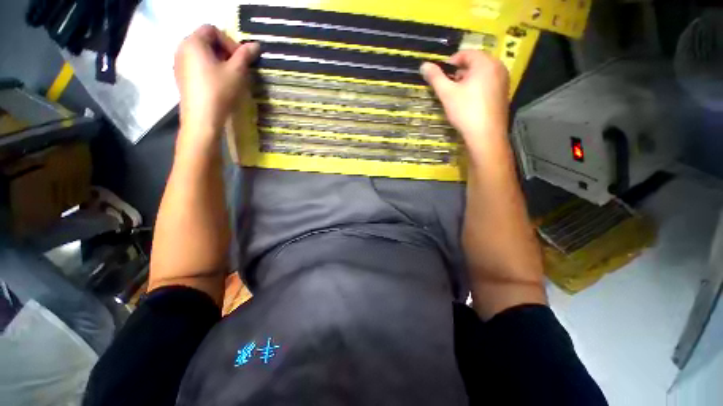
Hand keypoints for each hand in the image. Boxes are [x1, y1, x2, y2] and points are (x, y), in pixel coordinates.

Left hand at [174, 25, 259, 142]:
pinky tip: (218, 84)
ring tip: (229, 77)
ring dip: (218, 61)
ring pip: (201, 54)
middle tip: (236, 68)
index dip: (229, 41)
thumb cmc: (219, 91)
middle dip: (224, 51)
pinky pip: (196, 65)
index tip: (240, 59)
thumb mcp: (236, 72)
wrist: (202, 118)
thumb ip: (245, 55)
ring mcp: (179, 63)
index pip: (212, 29)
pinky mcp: (181, 77)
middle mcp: (182, 48)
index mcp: (193, 42)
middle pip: (205, 40)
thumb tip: (256, 45)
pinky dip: (209, 69)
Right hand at [420, 51, 509, 156]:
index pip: (466, 53)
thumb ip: (435, 78)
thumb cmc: (466, 111)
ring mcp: (503, 80)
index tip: (441, 76)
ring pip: (481, 74)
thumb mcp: (447, 94)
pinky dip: (477, 87)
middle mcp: (498, 67)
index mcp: (485, 63)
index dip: (450, 62)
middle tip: (448, 87)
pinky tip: (469, 102)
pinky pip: (488, 83)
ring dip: (467, 80)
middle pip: (475, 63)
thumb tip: (424, 65)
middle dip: (459, 72)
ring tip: (457, 95)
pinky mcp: (503, 93)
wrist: (486, 135)